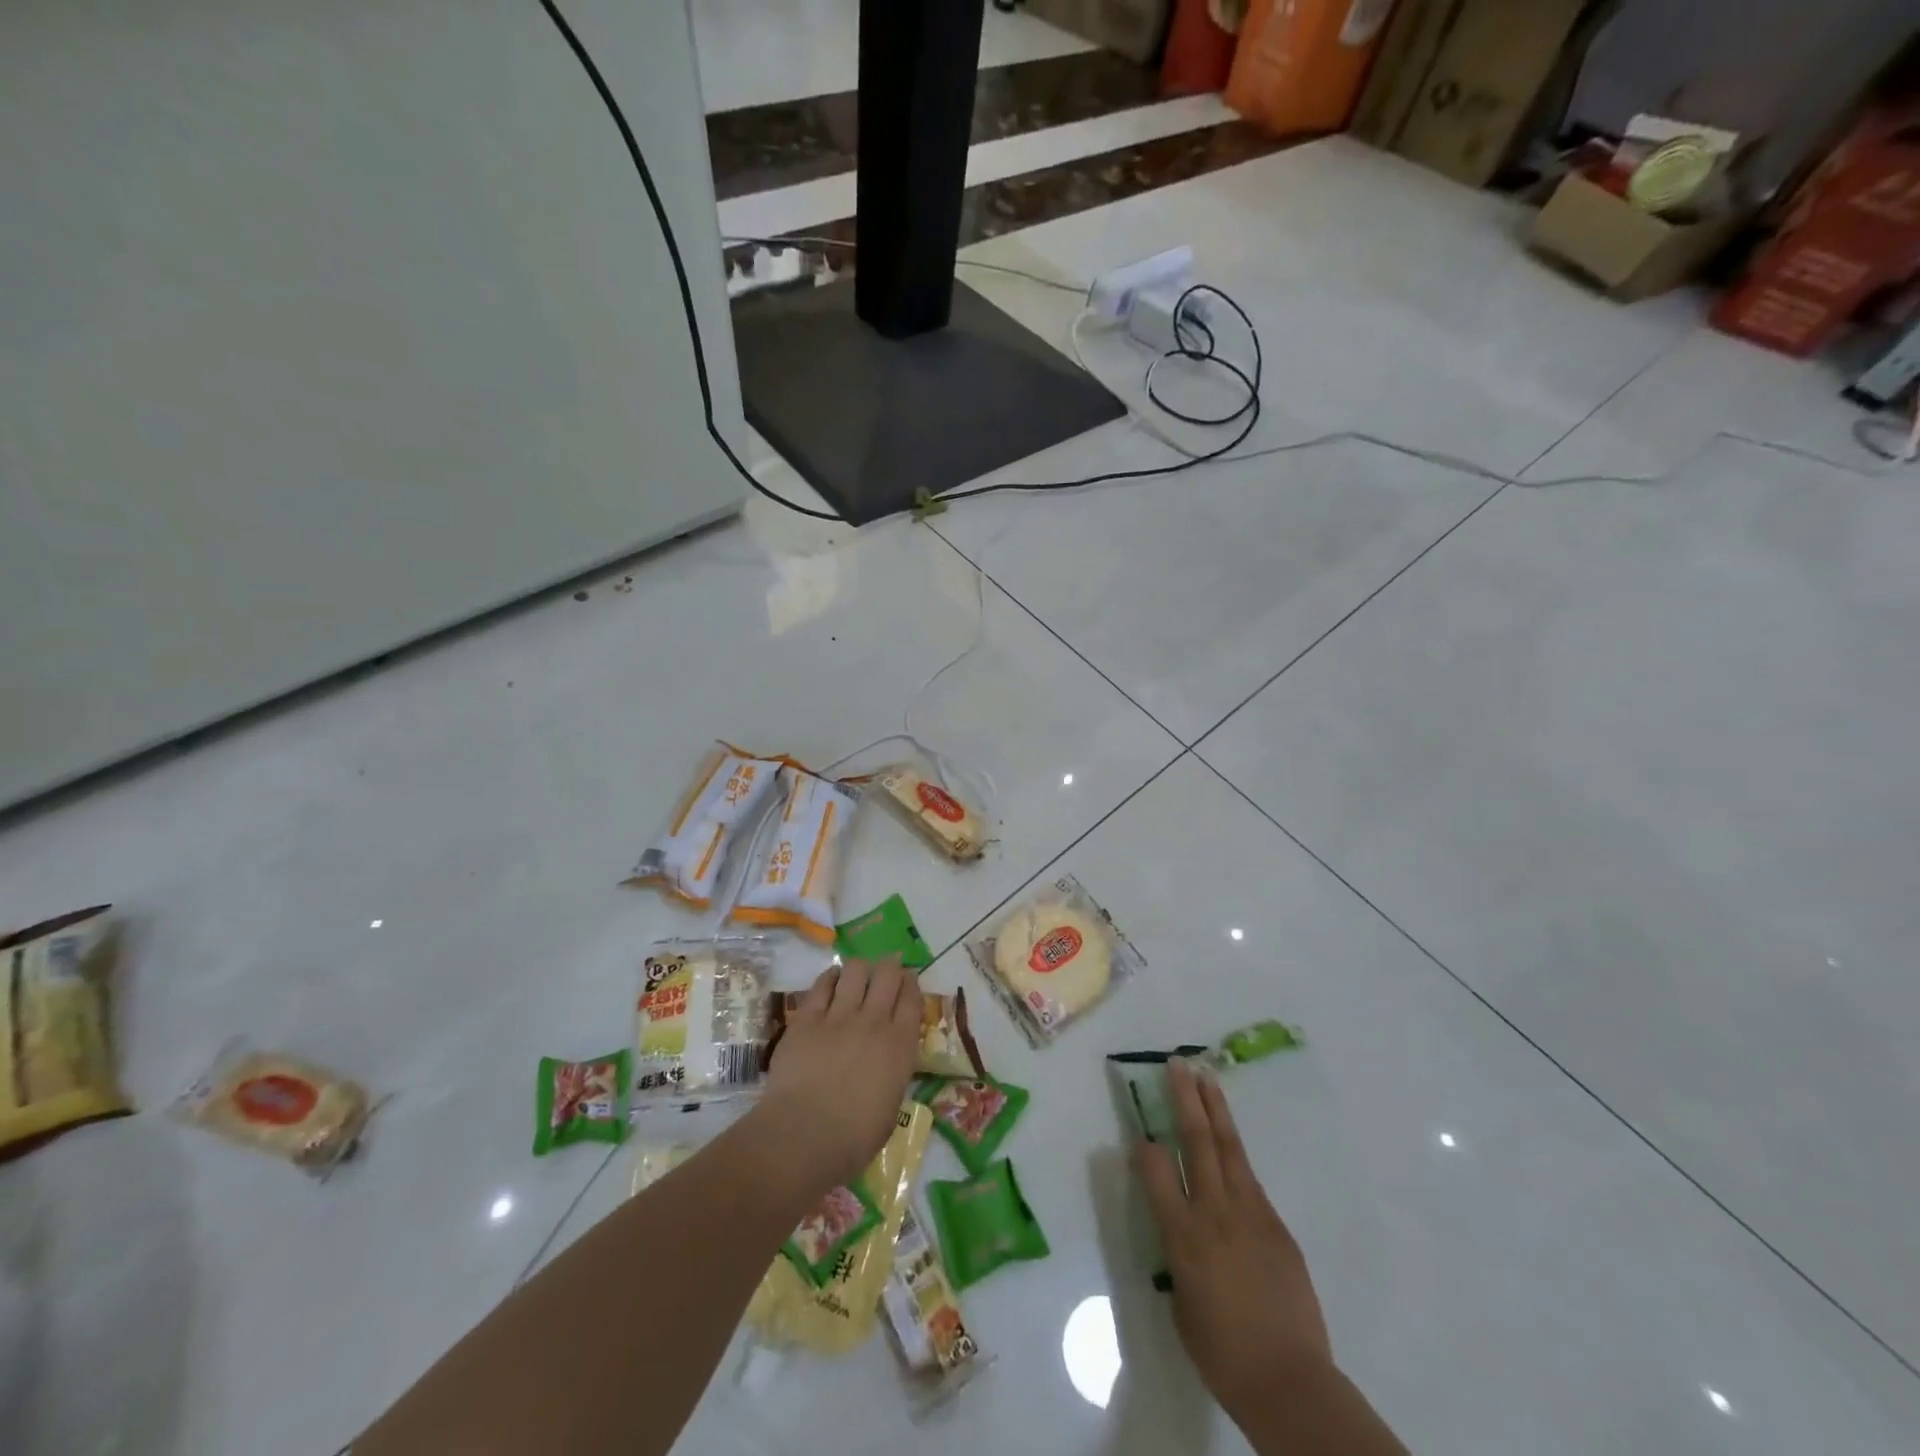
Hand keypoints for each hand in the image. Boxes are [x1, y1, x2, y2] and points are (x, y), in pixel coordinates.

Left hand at [760, 956, 922, 1192]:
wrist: (803, 1137)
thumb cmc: (853, 1139)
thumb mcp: (891, 1107)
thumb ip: (893, 1074)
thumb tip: (888, 1064)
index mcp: (900, 1046)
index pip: (912, 998)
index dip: (911, 984)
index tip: (908, 982)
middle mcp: (874, 1022)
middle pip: (888, 975)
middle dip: (889, 967)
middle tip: (886, 972)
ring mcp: (839, 1017)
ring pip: (855, 971)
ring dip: (860, 969)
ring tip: (857, 976)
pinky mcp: (807, 1019)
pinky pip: (822, 985)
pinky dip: (830, 978)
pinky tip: (831, 981)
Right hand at [1134, 1060, 1330, 1415]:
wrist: (1290, 1382)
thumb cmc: (1223, 1354)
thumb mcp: (1182, 1305)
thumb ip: (1178, 1258)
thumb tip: (1182, 1232)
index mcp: (1183, 1236)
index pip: (1156, 1171)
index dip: (1146, 1147)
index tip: (1140, 1132)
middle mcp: (1215, 1213)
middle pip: (1198, 1142)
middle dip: (1186, 1099)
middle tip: (1178, 1065)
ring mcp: (1251, 1214)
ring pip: (1229, 1148)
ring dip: (1216, 1109)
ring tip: (1206, 1078)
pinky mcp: (1277, 1225)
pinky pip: (1251, 1181)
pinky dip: (1236, 1155)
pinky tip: (1229, 1143)